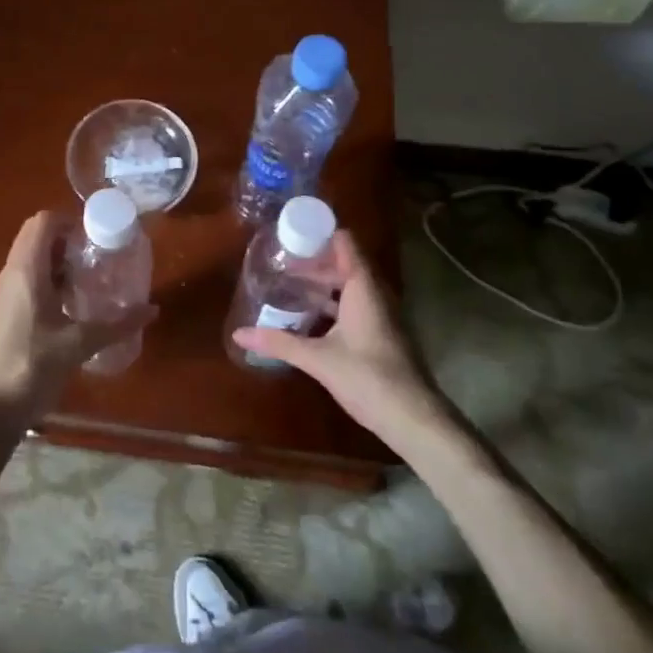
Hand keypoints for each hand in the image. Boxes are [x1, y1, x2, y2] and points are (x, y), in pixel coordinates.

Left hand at [0, 211, 156, 428]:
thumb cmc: (31, 367)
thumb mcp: (78, 345)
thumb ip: (116, 325)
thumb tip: (152, 309)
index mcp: (25, 270)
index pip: (43, 222)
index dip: (70, 221)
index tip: (97, 237)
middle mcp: (11, 273)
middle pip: (37, 236)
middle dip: (68, 239)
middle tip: (98, 256)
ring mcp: (5, 292)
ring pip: (32, 257)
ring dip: (59, 260)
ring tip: (90, 278)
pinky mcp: (5, 310)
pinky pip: (27, 278)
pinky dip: (49, 278)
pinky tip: (72, 305)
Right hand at [232, 231, 444, 448]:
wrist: (414, 418)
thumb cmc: (368, 377)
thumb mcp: (318, 359)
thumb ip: (279, 342)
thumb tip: (238, 333)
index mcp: (363, 287)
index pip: (344, 242)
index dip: (318, 234)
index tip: (289, 236)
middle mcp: (375, 293)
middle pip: (343, 262)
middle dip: (313, 261)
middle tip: (279, 265)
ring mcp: (381, 313)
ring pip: (349, 285)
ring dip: (322, 284)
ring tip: (289, 287)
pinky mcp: (381, 333)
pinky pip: (354, 304)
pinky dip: (332, 303)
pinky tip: (309, 318)